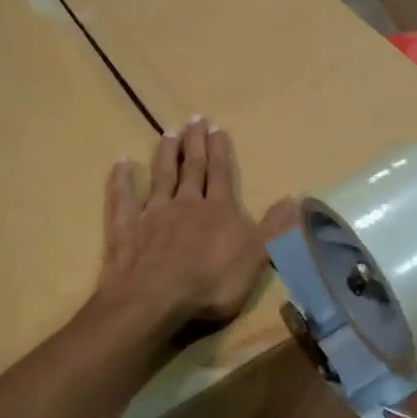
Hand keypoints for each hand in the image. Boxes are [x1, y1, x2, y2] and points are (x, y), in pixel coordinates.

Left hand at [97, 117, 294, 334]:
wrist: (156, 297)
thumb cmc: (211, 283)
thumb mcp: (255, 258)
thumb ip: (274, 229)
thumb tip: (295, 199)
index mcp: (218, 211)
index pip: (220, 175)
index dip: (220, 152)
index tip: (216, 128)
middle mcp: (186, 204)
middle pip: (192, 169)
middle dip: (195, 144)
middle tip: (194, 119)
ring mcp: (153, 214)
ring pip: (160, 177)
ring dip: (165, 155)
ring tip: (167, 133)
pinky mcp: (125, 229)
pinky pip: (122, 198)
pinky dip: (121, 180)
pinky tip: (121, 163)